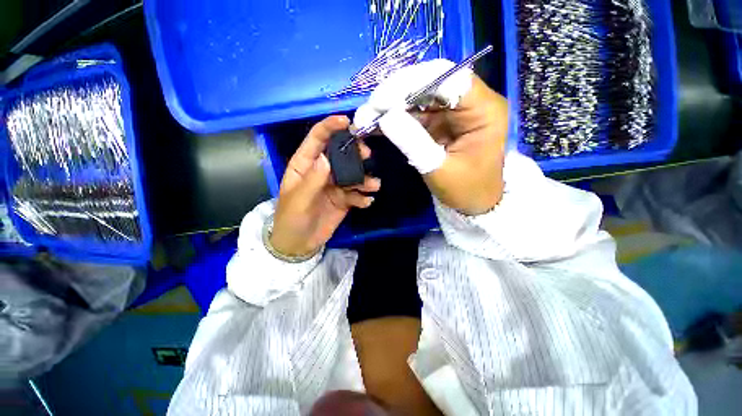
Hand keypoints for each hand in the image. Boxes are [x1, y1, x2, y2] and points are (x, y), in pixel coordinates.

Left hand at [270, 116, 380, 256]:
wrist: (299, 245)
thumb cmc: (291, 220)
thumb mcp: (298, 200)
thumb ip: (312, 180)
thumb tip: (327, 158)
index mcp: (304, 165)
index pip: (316, 139)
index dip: (330, 127)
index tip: (346, 121)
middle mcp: (321, 171)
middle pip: (341, 154)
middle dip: (355, 153)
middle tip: (368, 157)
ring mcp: (334, 185)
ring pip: (353, 174)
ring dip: (365, 178)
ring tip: (373, 186)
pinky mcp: (344, 199)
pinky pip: (357, 193)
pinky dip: (363, 196)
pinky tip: (366, 202)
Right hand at [354, 60, 507, 215]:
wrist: (472, 204)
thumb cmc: (464, 190)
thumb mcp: (438, 170)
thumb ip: (413, 142)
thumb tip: (385, 117)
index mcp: (483, 110)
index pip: (448, 78)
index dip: (412, 83)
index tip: (381, 101)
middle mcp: (470, 102)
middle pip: (430, 82)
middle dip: (395, 94)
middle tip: (368, 109)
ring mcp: (453, 111)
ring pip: (417, 96)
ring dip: (390, 106)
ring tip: (365, 118)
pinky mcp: (439, 121)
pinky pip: (414, 112)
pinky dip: (393, 118)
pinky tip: (374, 124)